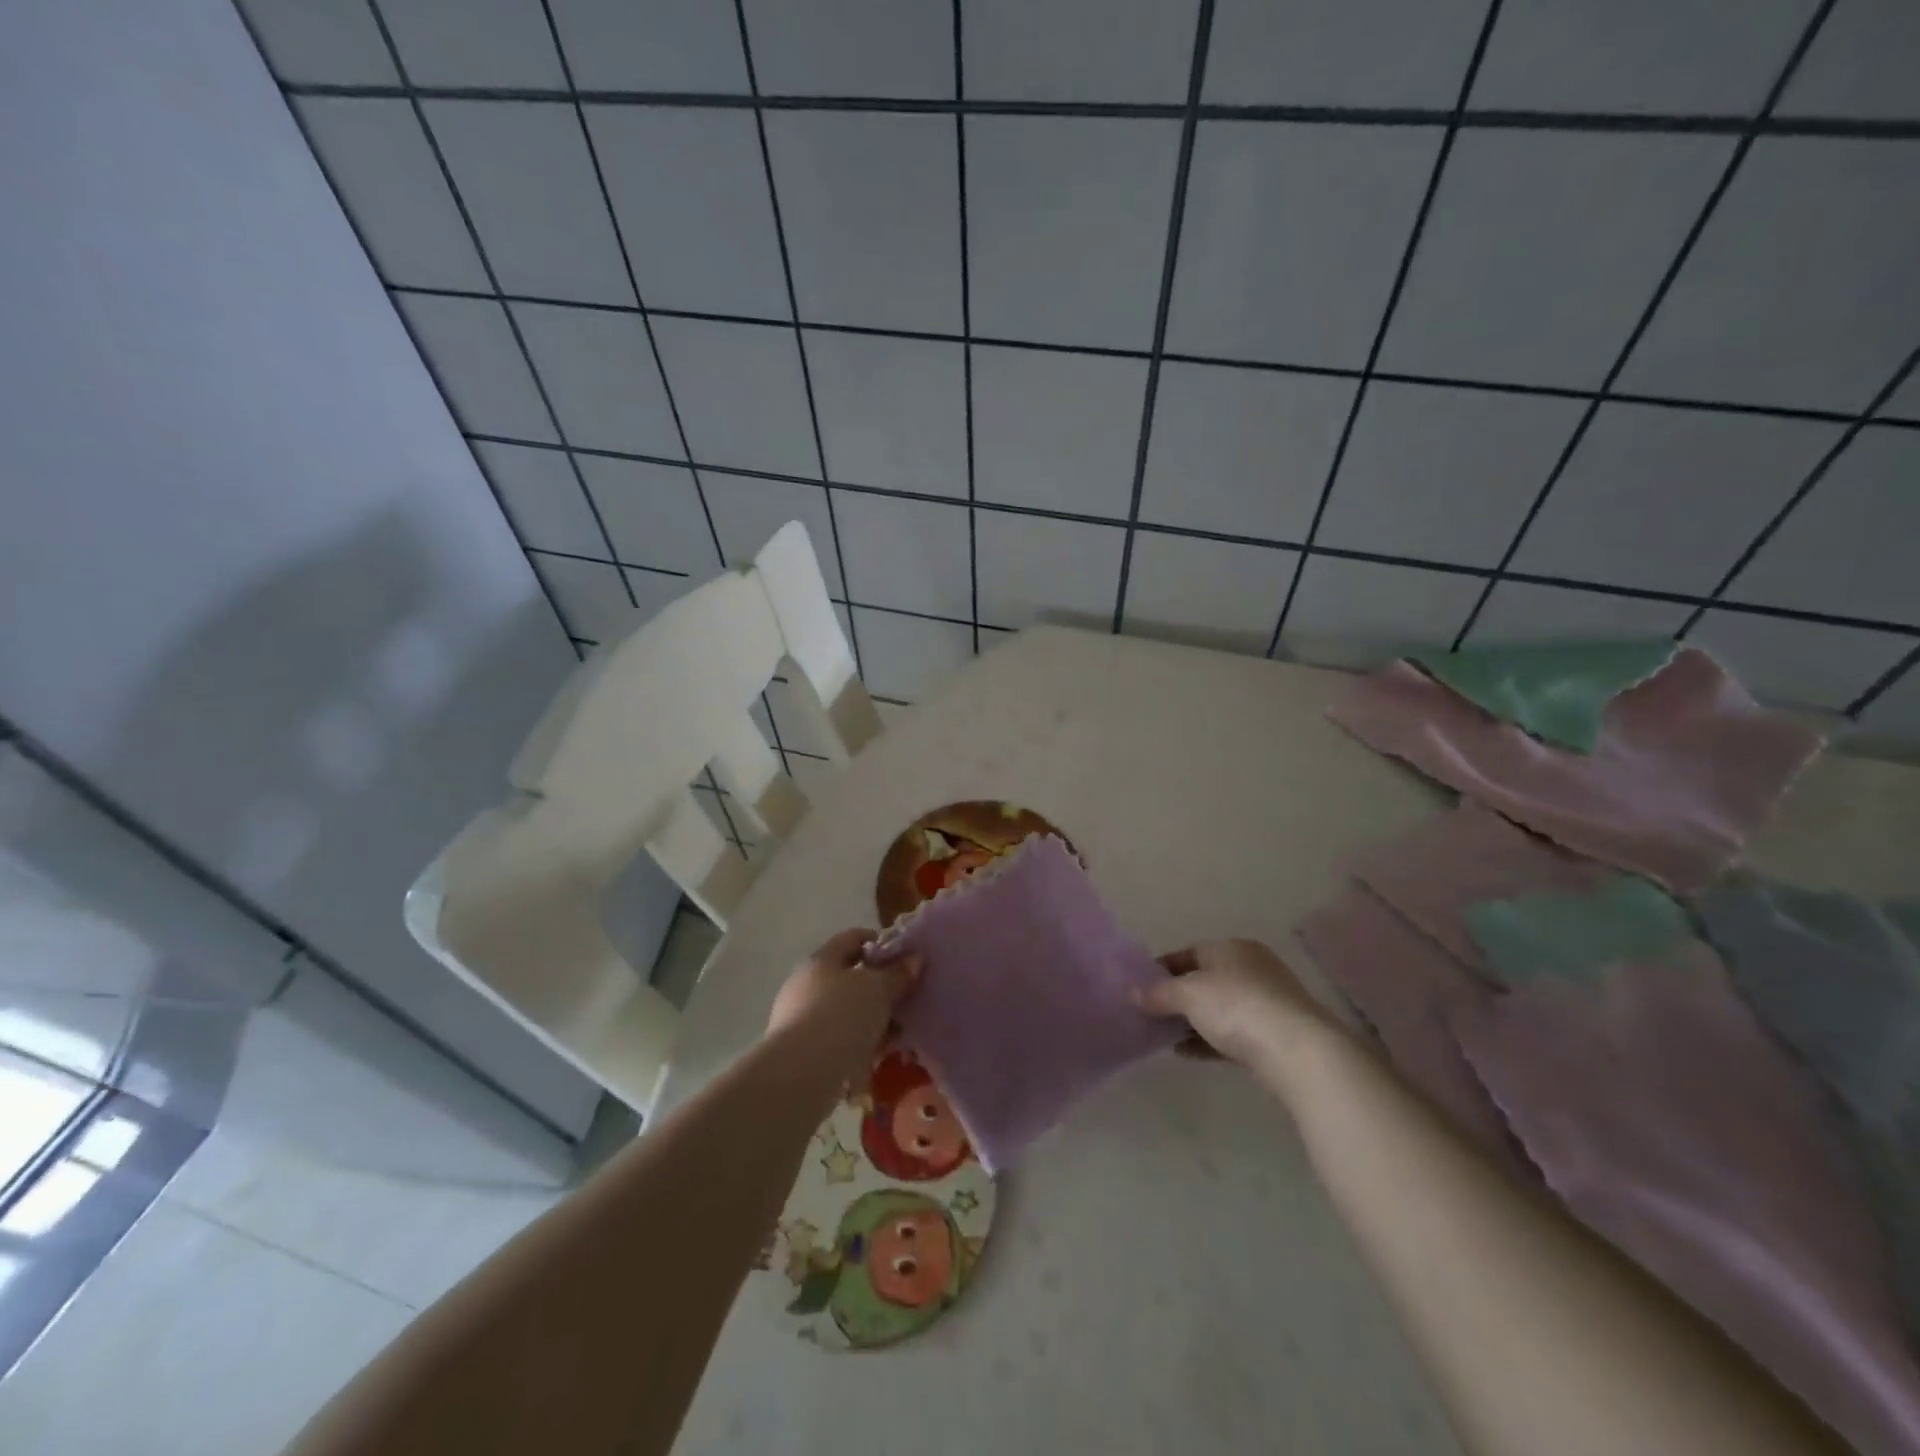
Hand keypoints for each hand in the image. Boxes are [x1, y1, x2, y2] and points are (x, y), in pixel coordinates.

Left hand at [766, 928, 920, 1049]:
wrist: (800, 1074)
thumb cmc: (842, 1017)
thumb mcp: (879, 990)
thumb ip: (898, 974)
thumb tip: (915, 958)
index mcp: (821, 959)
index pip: (852, 938)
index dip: (879, 942)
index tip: (904, 955)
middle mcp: (806, 983)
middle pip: (848, 975)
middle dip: (877, 985)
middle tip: (904, 996)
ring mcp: (799, 1017)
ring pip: (844, 1009)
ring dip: (869, 1016)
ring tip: (896, 1031)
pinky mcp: (800, 1049)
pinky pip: (837, 1037)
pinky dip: (857, 1041)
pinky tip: (877, 1054)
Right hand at [1136, 938, 1340, 1066]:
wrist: (1297, 1052)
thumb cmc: (1237, 1007)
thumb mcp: (1188, 994)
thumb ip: (1158, 993)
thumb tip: (1132, 994)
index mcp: (1232, 948)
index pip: (1188, 953)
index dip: (1160, 969)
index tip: (1139, 989)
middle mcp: (1251, 968)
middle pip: (1204, 980)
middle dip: (1176, 997)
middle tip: (1149, 1014)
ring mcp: (1266, 1002)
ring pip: (1218, 1008)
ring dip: (1191, 1021)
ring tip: (1163, 1036)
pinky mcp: (1274, 1034)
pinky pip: (1232, 1033)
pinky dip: (1208, 1040)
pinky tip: (1186, 1052)